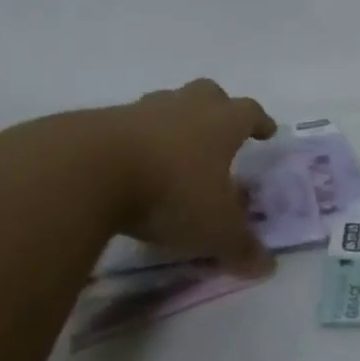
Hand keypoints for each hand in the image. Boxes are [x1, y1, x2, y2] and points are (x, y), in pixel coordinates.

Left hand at [107, 78, 278, 275]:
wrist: (92, 170)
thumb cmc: (171, 191)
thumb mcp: (214, 229)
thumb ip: (241, 247)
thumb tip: (267, 266)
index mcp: (221, 124)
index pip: (249, 112)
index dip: (260, 122)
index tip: (267, 131)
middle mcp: (186, 107)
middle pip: (209, 94)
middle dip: (218, 108)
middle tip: (219, 131)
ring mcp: (143, 110)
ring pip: (168, 103)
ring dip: (175, 120)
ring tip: (173, 148)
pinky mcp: (105, 122)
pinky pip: (130, 124)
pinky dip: (137, 139)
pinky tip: (132, 163)